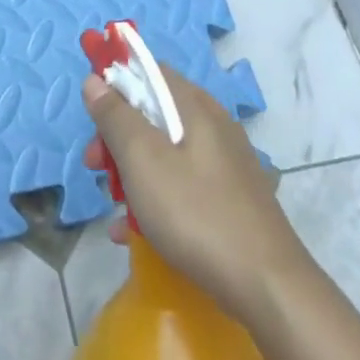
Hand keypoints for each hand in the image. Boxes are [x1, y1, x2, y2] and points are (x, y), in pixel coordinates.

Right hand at [83, 64, 312, 320]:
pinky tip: (134, 233)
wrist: (268, 288)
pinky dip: (154, 199)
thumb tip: (96, 80)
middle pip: (153, 114)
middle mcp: (213, 127)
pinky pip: (180, 185)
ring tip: (114, 208)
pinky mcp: (228, 199)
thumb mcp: (143, 160)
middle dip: (116, 136)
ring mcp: (223, 165)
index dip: (115, 82)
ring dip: (131, 173)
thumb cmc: (197, 214)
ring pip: (164, 152)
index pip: (149, 71)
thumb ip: (116, 116)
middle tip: (94, 166)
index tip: (90, 113)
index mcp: (195, 107)